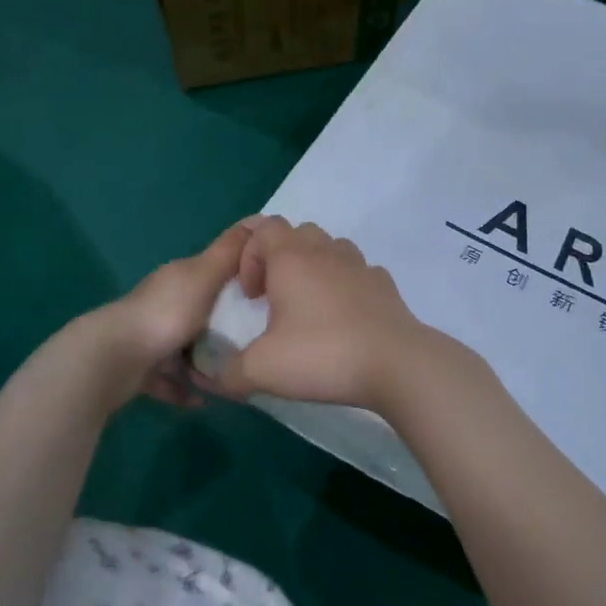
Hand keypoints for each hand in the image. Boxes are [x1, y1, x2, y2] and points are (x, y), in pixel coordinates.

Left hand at [98, 220, 254, 405]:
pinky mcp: (138, 368)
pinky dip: (184, 388)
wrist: (114, 358)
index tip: (266, 292)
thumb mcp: (205, 275)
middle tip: (254, 340)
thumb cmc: (166, 314)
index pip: (212, 270)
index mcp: (178, 278)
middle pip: (199, 310)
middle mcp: (161, 302)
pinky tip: (202, 399)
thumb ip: (230, 251)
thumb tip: (260, 219)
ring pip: (183, 347)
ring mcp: (147, 336)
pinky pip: (168, 378)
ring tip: (231, 374)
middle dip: (223, 324)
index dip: (238, 276)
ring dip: (204, 361)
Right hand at [210, 218, 449, 413]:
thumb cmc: (322, 355)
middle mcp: (326, 252)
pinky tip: (343, 318)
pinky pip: (358, 272)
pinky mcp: (385, 286)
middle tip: (273, 296)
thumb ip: (227, 372)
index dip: (248, 254)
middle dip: (279, 257)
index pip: (263, 227)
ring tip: (307, 305)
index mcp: (292, 259)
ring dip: (313, 267)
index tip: (250, 295)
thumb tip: (208, 378)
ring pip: (330, 247)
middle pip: (297, 232)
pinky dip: (344, 285)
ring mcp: (360, 266)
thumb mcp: (261, 370)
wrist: (396, 364)